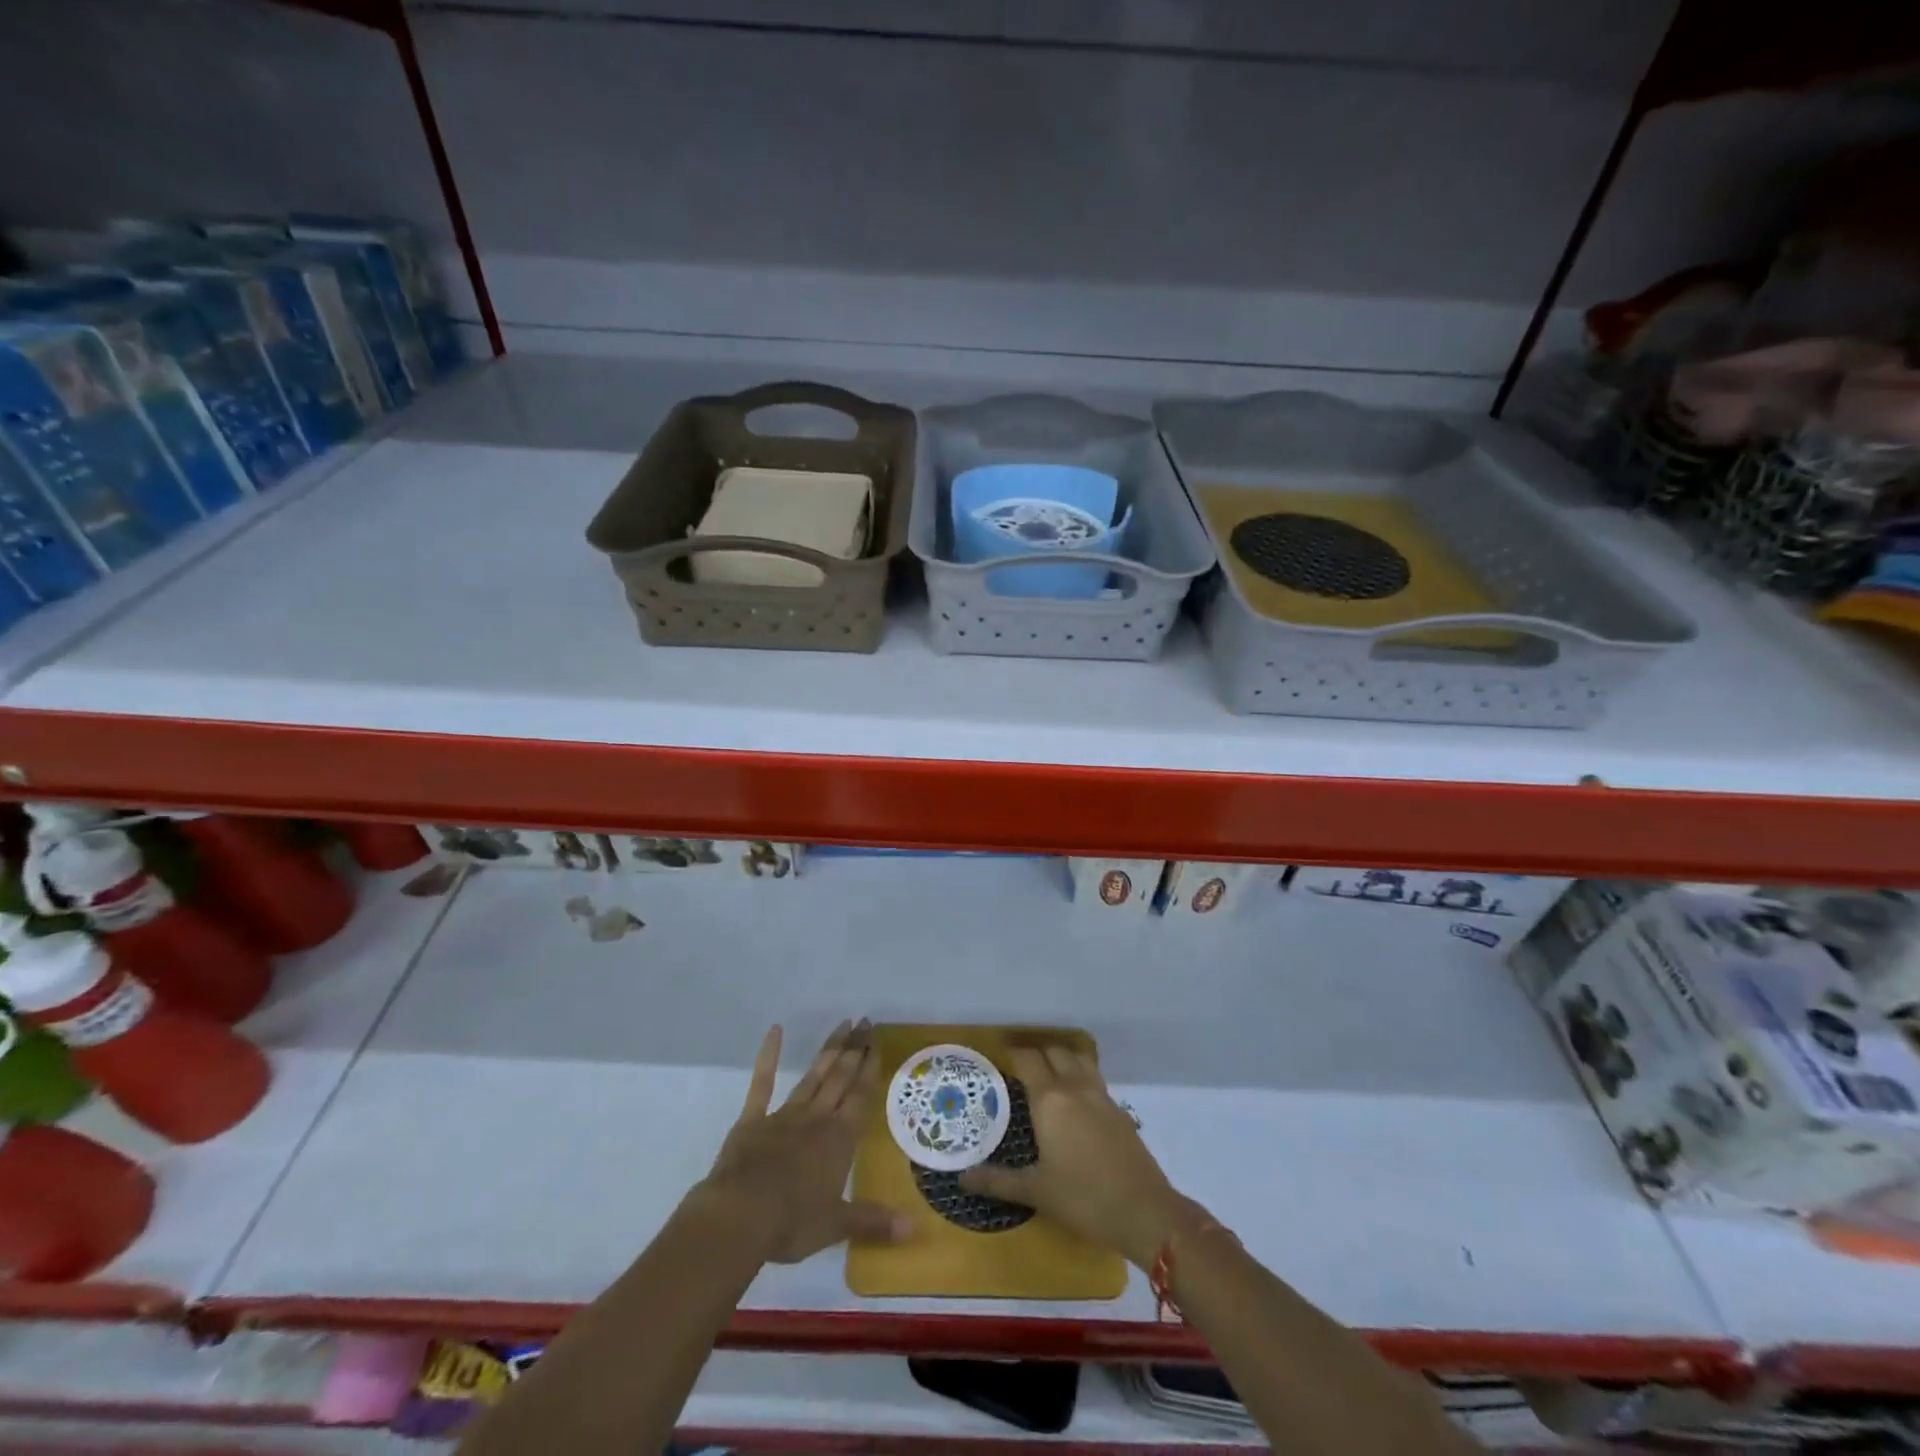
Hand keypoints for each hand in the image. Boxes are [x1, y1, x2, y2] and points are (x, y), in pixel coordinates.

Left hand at [695, 1019, 912, 1264]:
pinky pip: (762, 1083)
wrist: (739, 1217)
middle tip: (865, 1022)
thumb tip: (914, 1230)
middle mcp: (817, 1119)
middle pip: (840, 1078)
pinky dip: (768, 1056)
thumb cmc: (792, 1222)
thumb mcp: (837, 1226)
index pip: (860, 1096)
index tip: (877, 1041)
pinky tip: (775, 1031)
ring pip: (813, 1076)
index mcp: (839, 1140)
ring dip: (829, 1050)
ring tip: (843, 1024)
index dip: (870, 1068)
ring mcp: (784, 1116)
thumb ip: (874, 1221)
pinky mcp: (753, 1120)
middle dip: (855, 1050)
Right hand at [959, 1040, 1199, 1267]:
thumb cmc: (1083, 1198)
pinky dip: (1079, 1074)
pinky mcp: (1118, 1110)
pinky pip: (1093, 1077)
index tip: (998, 1054)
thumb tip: (962, 1179)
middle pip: (1054, 1052)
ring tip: (1046, 1071)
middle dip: (1036, 1052)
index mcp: (1050, 1099)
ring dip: (1061, 1057)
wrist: (1144, 1211)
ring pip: (1078, 1059)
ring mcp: (1100, 1095)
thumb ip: (997, 1181)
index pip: (1028, 1060)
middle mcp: (1074, 1087)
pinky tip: (1073, 1097)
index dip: (1013, 1052)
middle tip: (1018, 1063)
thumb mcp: (1036, 1191)